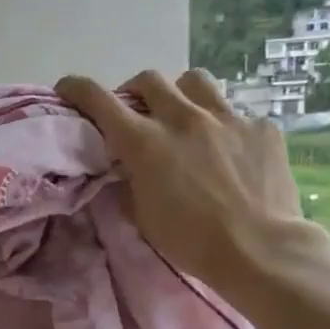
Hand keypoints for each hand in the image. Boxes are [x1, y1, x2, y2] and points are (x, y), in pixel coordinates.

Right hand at [55, 69, 305, 296]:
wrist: (259, 249)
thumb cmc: (190, 240)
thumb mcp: (142, 216)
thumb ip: (129, 183)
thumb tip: (125, 169)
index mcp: (144, 143)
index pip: (100, 101)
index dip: (78, 88)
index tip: (68, 87)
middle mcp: (182, 119)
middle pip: (149, 79)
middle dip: (135, 91)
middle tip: (137, 112)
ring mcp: (226, 118)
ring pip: (195, 81)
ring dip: (181, 94)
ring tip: (185, 116)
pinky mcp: (261, 127)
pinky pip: (237, 113)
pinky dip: (226, 127)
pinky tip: (232, 151)